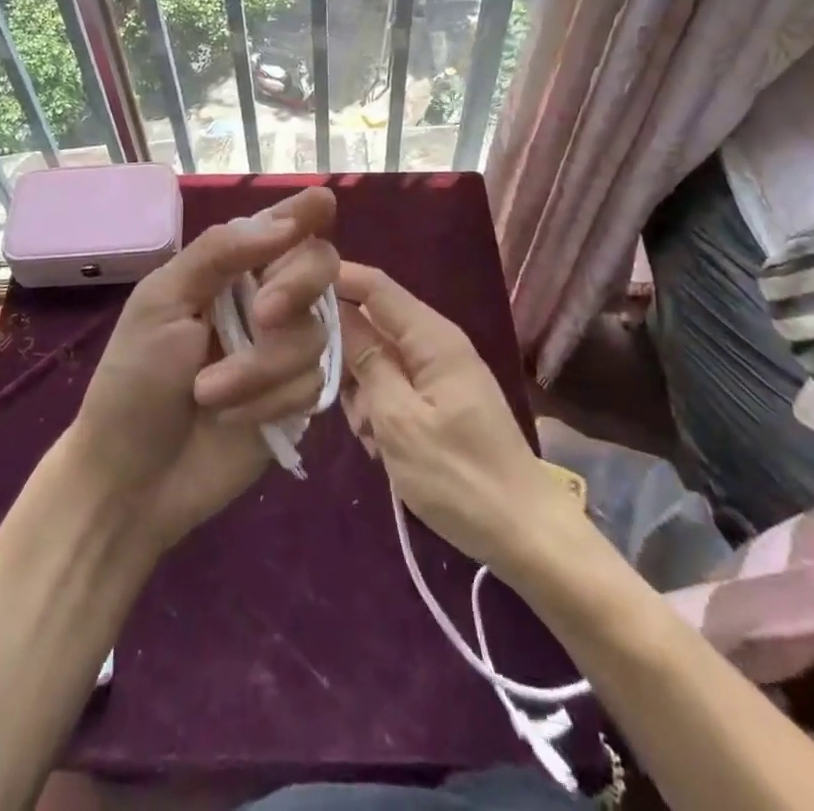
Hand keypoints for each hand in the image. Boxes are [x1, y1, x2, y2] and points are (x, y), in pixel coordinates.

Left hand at [67, 186, 337, 551]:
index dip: (305, 212)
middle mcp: (265, 299)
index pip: (280, 227)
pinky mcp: (296, 397)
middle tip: (262, 315)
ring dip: (259, 367)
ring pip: (314, 333)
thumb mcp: (161, 303)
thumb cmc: (133, 380)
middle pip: (319, 267)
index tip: (323, 200)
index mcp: (228, 269)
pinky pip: (314, 383)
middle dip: (294, 288)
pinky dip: (269, 401)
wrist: (131, 479)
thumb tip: (285, 220)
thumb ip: (220, 254)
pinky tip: (233, 420)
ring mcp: (283, 350)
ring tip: (207, 393)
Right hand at [336, 262, 577, 574]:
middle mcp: (436, 344)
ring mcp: (439, 373)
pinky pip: (395, 388)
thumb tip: (336, 311)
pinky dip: (380, 411)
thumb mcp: (399, 420)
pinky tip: (381, 447)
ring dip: (363, 393)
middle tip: (337, 398)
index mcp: (432, 337)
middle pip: (373, 324)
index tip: (289, 292)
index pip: (375, 286)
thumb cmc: (459, 476)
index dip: (335, 279)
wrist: (524, 534)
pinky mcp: (439, 400)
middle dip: (347, 356)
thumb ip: (366, 362)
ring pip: (379, 361)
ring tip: (370, 437)